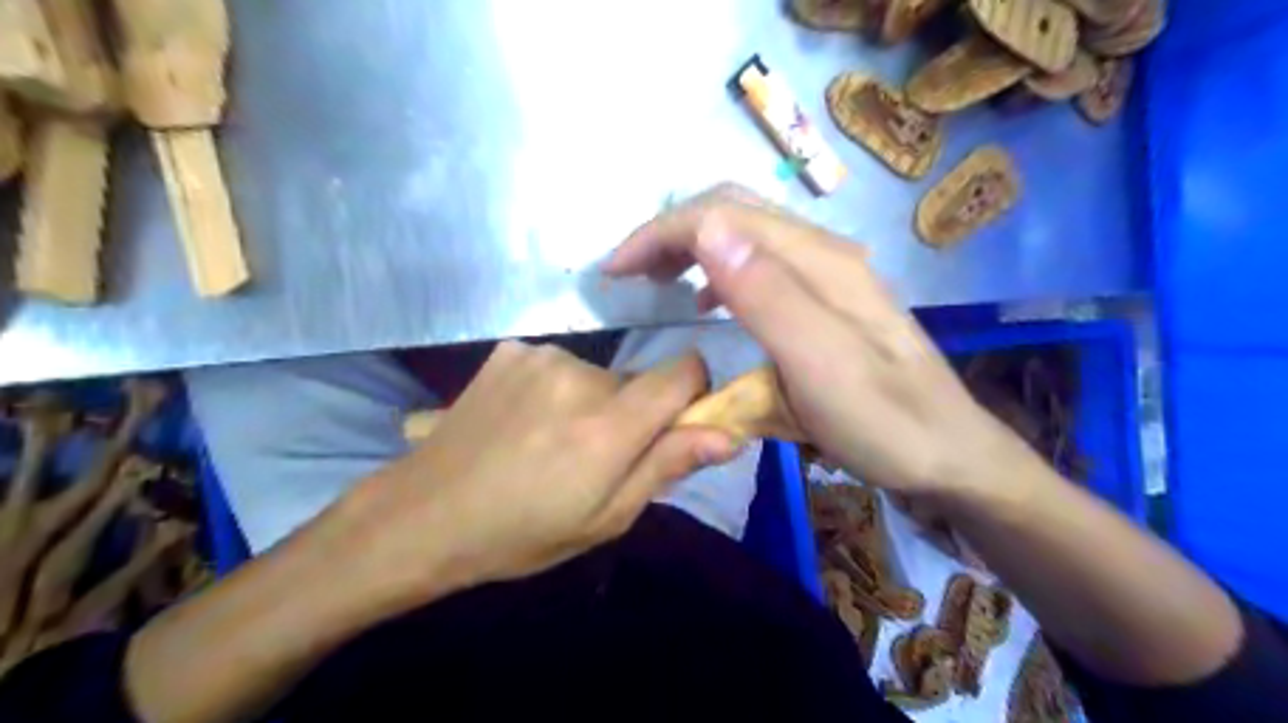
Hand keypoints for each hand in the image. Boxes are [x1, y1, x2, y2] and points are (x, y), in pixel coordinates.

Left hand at [328, 346, 732, 605]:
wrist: (425, 515)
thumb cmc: (523, 532)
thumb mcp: (606, 518)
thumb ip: (667, 466)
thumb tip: (729, 434)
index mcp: (609, 424)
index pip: (684, 370)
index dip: (692, 392)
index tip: (672, 425)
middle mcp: (581, 375)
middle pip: (637, 380)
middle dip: (630, 412)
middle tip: (592, 456)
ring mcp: (540, 356)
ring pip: (597, 374)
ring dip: (589, 402)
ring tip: (549, 442)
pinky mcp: (510, 351)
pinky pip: (557, 365)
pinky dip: (552, 389)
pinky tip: (520, 421)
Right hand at [606, 184, 1014, 499]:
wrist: (950, 455)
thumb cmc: (885, 423)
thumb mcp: (822, 367)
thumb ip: (766, 296)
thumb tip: (707, 231)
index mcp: (818, 262)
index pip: (721, 215)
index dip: (659, 233)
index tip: (614, 272)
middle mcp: (823, 253)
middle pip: (733, 211)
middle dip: (670, 231)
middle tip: (628, 273)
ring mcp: (829, 275)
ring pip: (745, 234)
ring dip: (692, 245)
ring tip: (656, 280)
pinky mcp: (827, 300)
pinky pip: (760, 264)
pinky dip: (719, 270)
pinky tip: (708, 300)